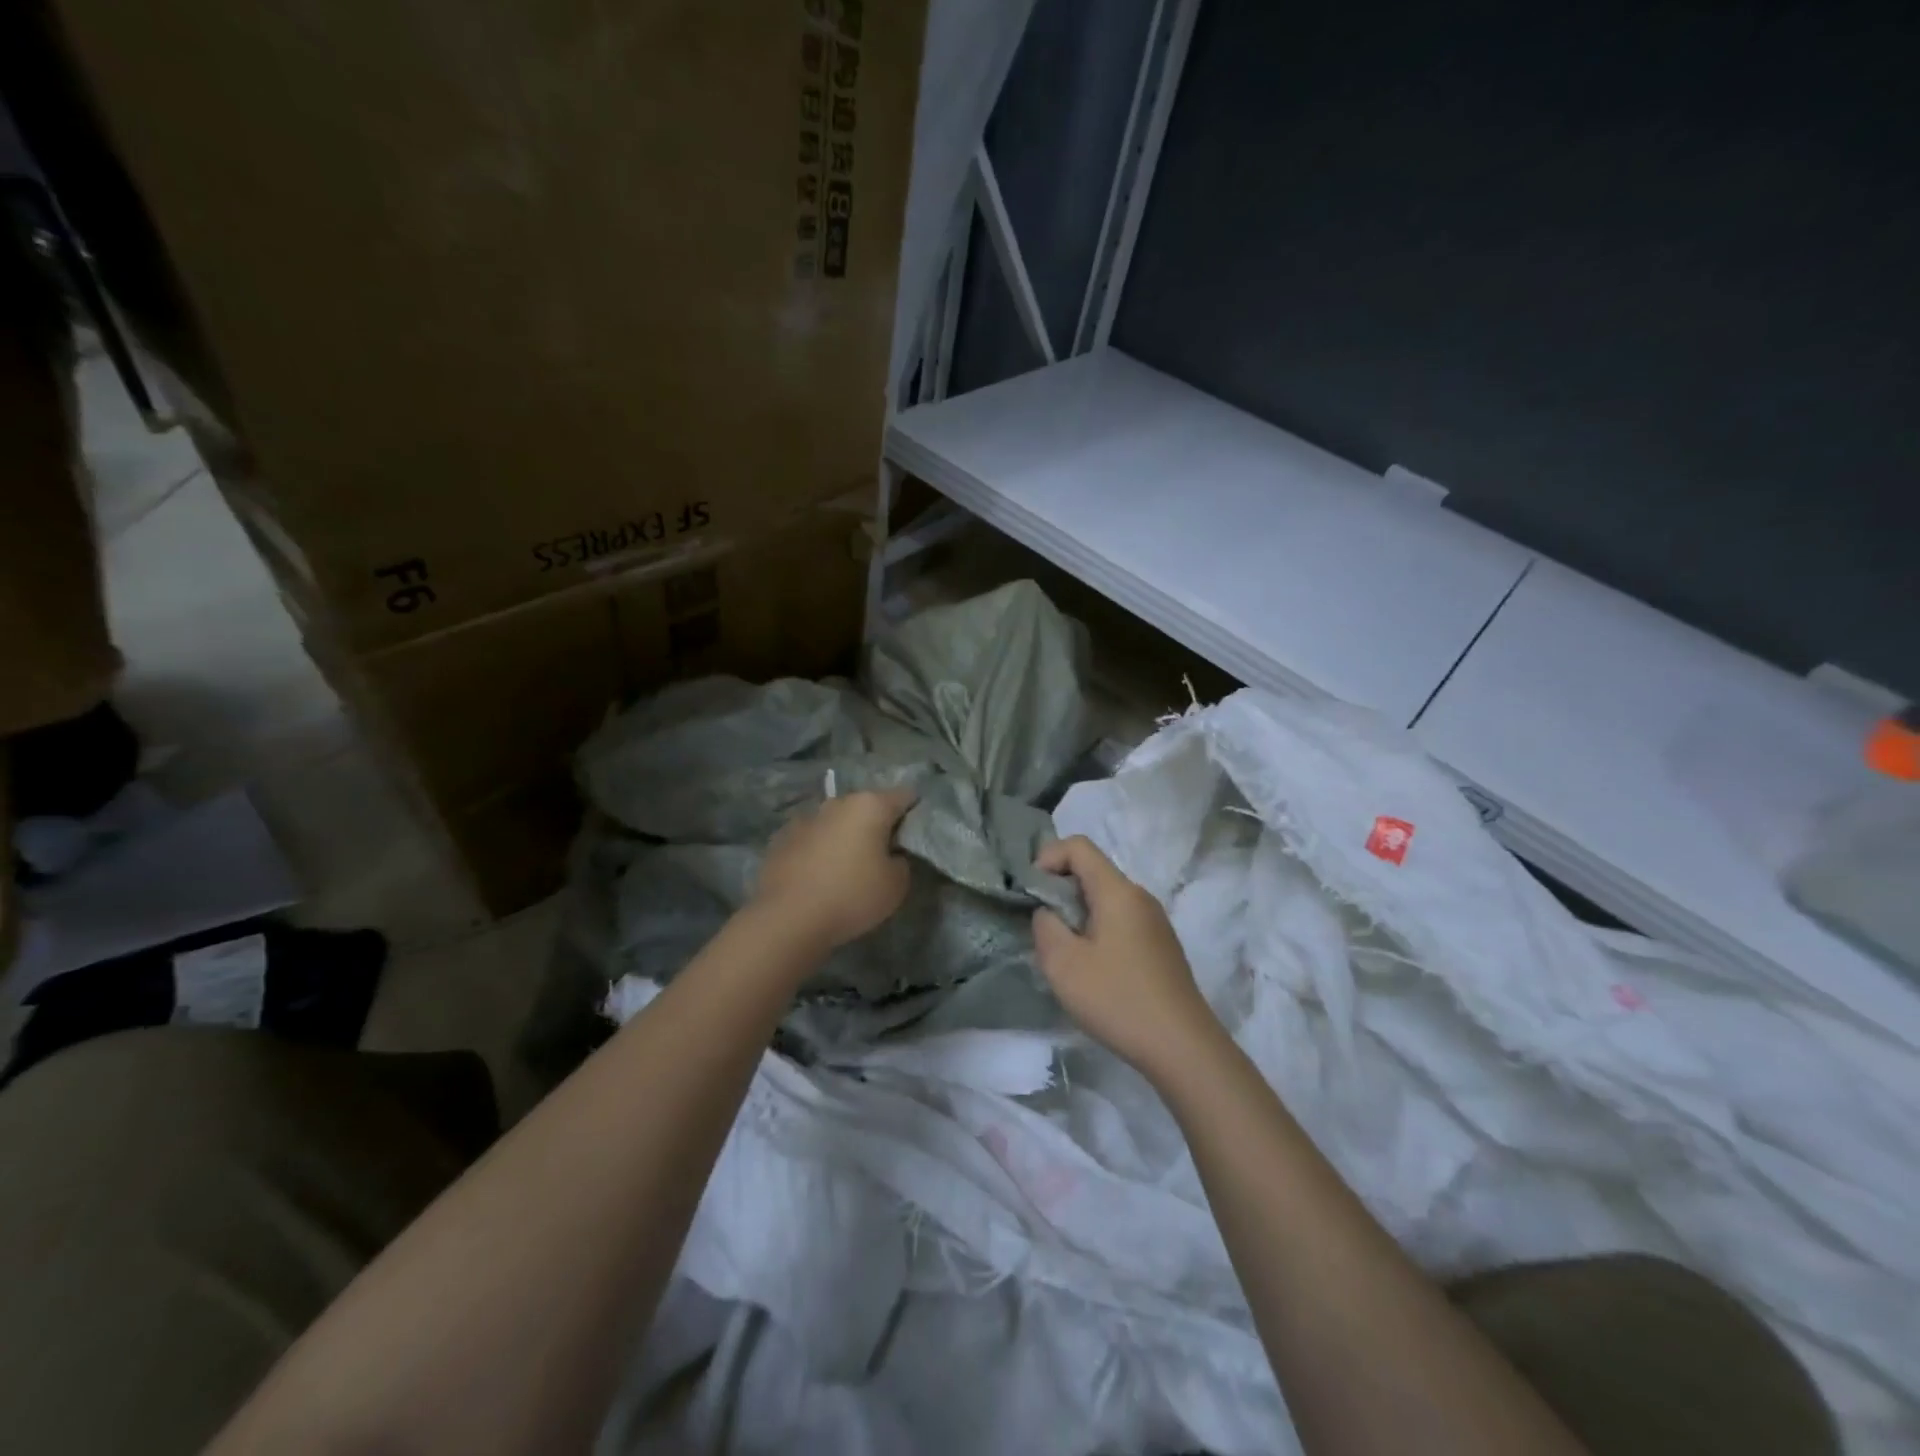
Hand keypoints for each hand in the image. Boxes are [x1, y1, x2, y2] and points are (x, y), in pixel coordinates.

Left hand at [750, 787, 916, 950]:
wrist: (787, 918)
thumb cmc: (851, 896)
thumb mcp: (897, 885)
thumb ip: (901, 861)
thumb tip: (890, 854)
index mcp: (870, 806)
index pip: (905, 796)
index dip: (914, 812)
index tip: (915, 836)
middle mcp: (837, 803)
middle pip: (867, 807)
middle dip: (877, 825)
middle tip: (883, 855)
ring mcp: (805, 818)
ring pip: (836, 821)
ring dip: (845, 836)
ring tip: (846, 867)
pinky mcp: (781, 838)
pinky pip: (811, 838)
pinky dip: (818, 850)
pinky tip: (817, 876)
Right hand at [1032, 836, 1220, 1077]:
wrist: (1182, 1047)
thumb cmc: (1118, 999)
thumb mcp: (1063, 964)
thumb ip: (1045, 926)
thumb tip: (1048, 913)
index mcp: (1118, 891)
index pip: (1078, 846)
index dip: (1047, 857)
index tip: (1031, 892)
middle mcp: (1140, 897)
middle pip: (1093, 872)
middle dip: (1060, 890)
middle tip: (1043, 928)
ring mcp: (1155, 922)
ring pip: (1106, 899)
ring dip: (1078, 914)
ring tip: (1065, 954)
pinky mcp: (1161, 946)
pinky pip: (1121, 921)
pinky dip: (1097, 930)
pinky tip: (1093, 971)